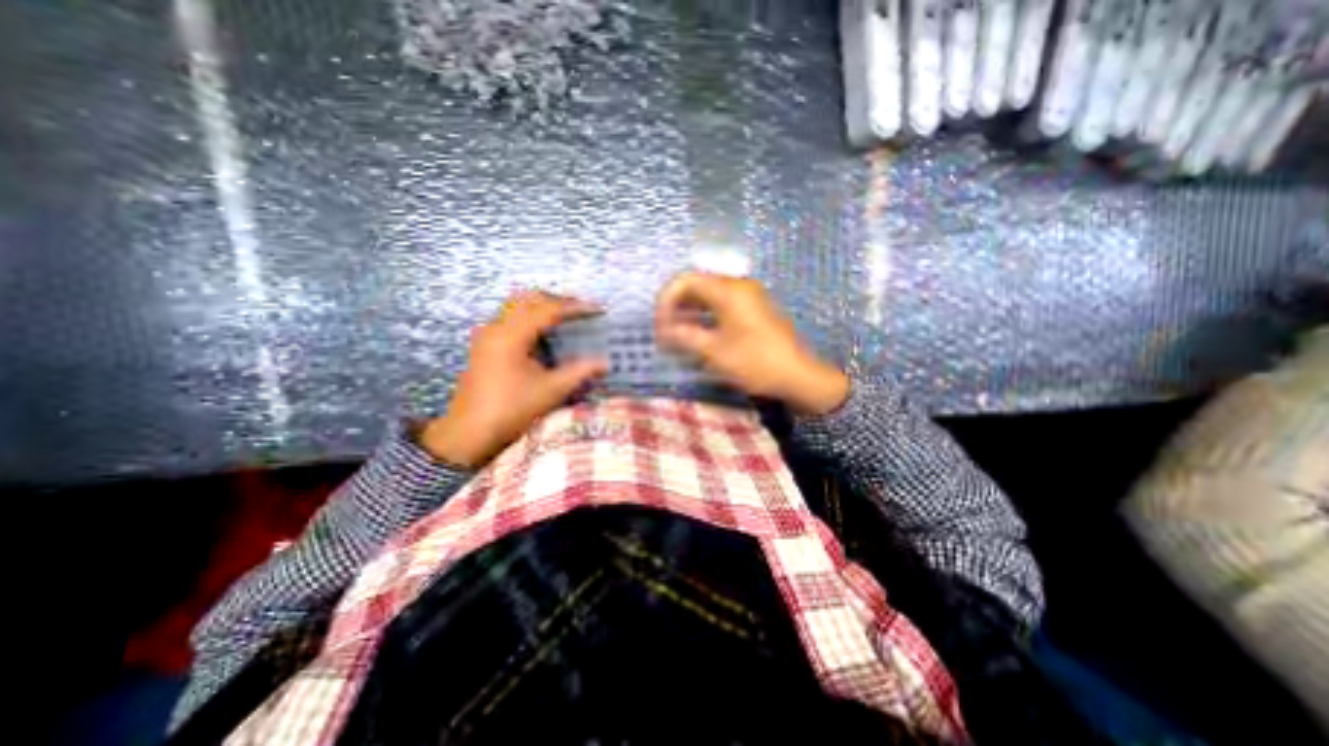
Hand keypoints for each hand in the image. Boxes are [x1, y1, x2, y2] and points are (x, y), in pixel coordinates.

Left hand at [424, 290, 608, 465]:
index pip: (548, 310)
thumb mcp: (552, 391)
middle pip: (529, 299)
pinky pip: (510, 319)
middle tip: (582, 309)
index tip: (597, 309)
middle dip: (558, 300)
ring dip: (543, 307)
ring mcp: (487, 335)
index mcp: (511, 335)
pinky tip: (545, 334)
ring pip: (517, 307)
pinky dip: (531, 318)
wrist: (470, 433)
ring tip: (567, 317)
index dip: (575, 307)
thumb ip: (580, 372)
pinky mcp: (485, 346)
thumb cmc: (512, 410)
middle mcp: (496, 327)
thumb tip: (605, 363)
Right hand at [657, 272, 851, 416]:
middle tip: (664, 331)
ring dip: (689, 312)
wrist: (797, 376)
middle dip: (676, 306)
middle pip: (697, 286)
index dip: (666, 300)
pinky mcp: (753, 310)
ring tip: (676, 335)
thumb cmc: (755, 362)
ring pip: (709, 296)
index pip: (685, 281)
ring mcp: (748, 297)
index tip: (659, 325)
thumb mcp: (714, 352)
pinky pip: (722, 305)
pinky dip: (705, 316)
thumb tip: (664, 330)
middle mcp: (738, 286)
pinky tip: (697, 334)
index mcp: (728, 290)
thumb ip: (685, 336)